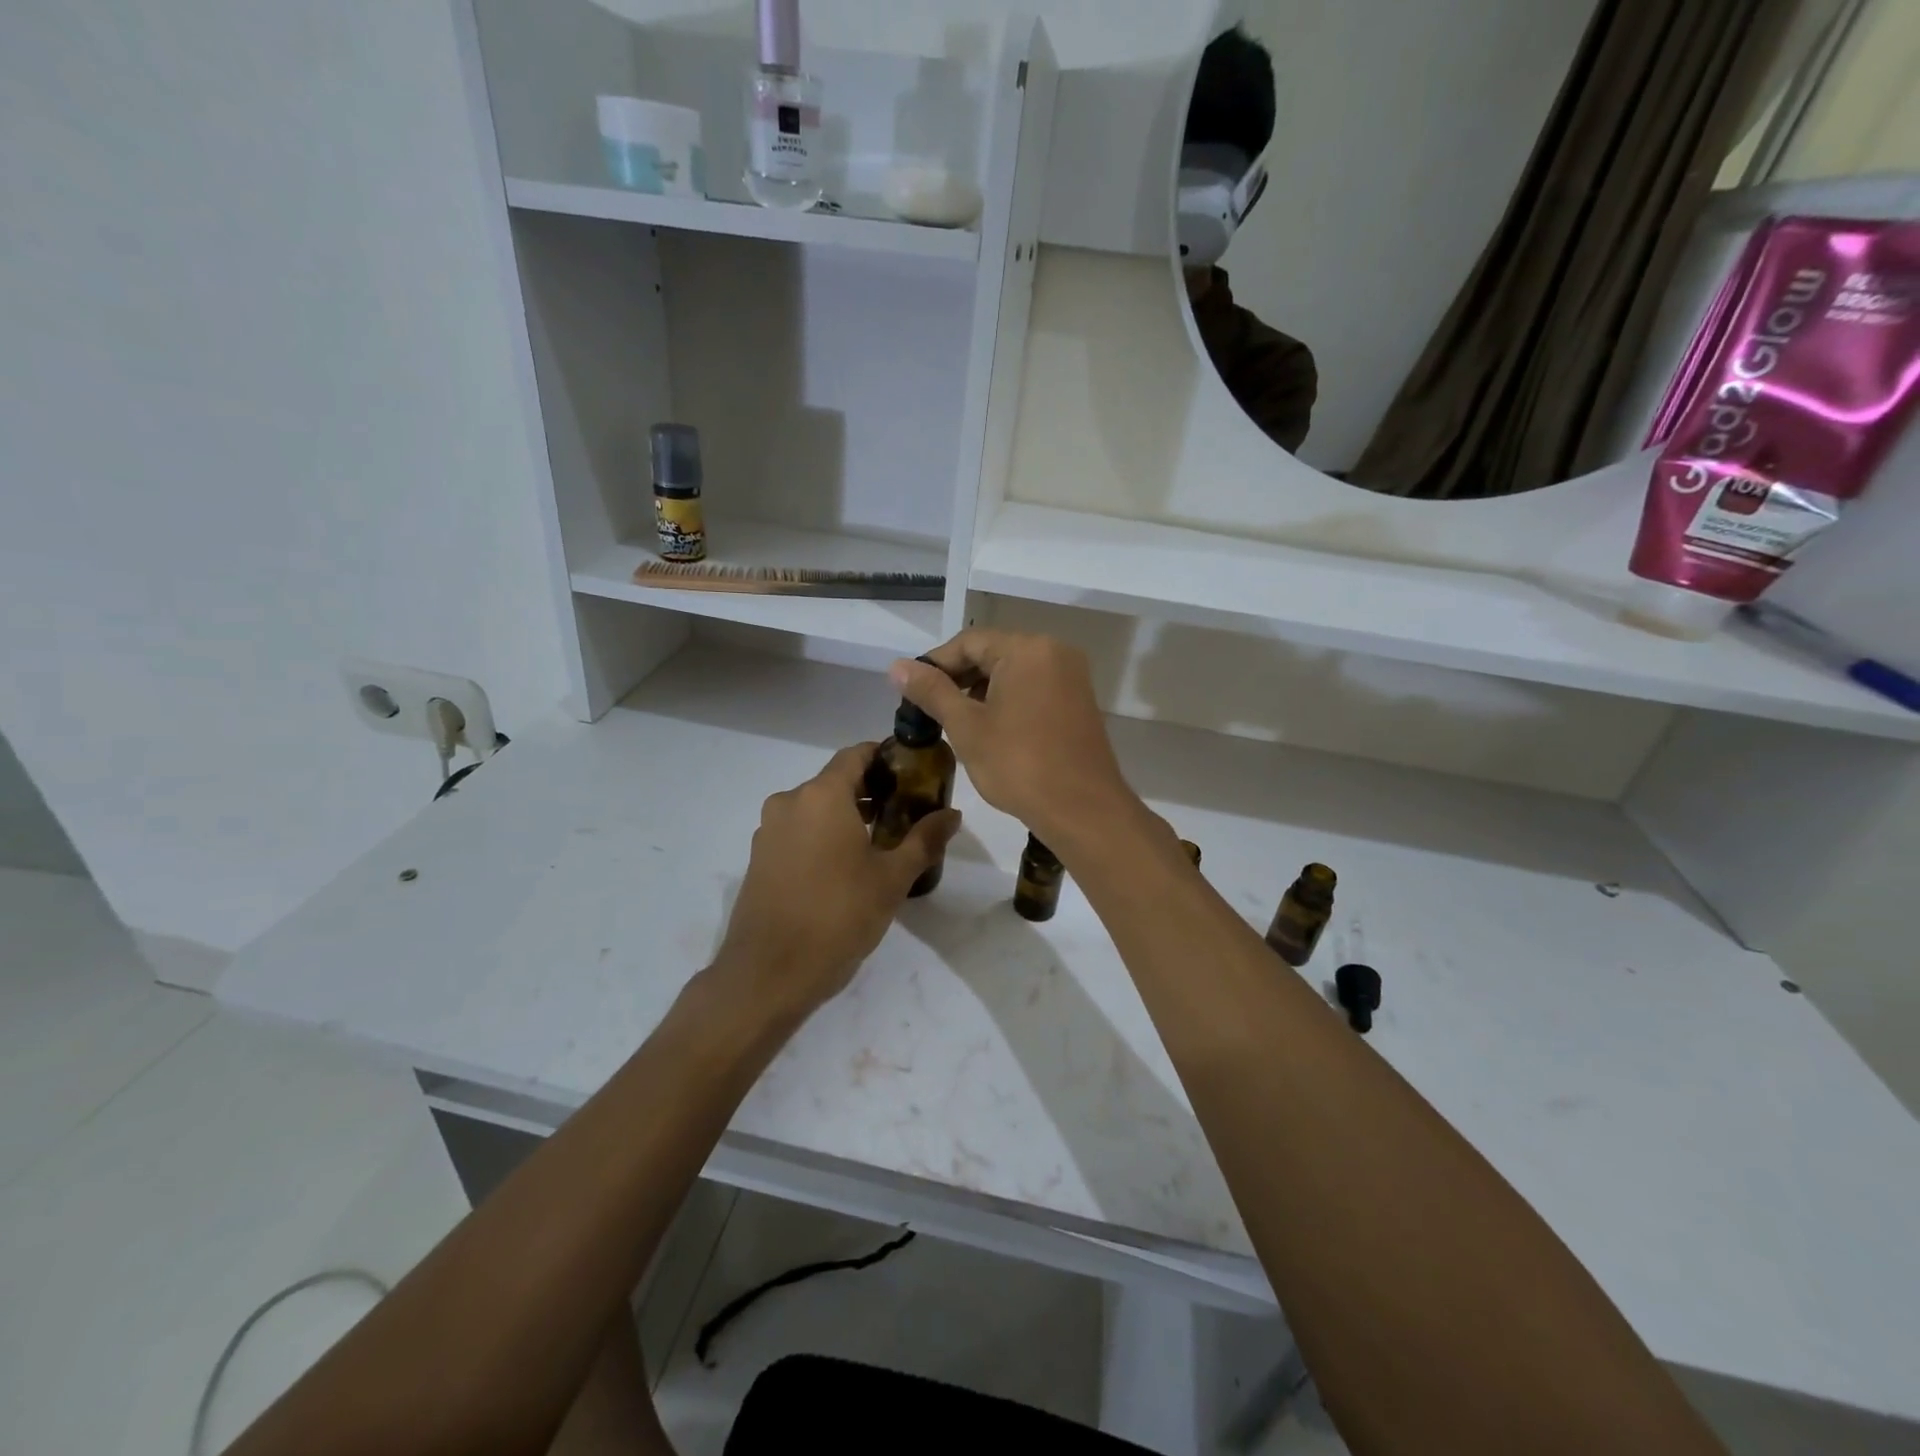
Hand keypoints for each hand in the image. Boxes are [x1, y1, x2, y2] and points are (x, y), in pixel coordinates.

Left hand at [714, 743, 961, 1016]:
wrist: (769, 973)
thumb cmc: (838, 916)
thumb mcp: (892, 879)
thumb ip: (924, 840)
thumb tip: (952, 814)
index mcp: (821, 795)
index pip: (855, 755)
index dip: (884, 757)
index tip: (911, 772)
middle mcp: (789, 802)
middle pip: (835, 781)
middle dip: (870, 790)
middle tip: (905, 811)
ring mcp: (769, 831)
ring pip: (814, 809)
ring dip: (846, 815)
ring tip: (880, 842)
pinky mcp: (759, 859)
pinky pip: (797, 832)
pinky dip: (822, 836)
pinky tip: (845, 867)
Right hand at [890, 631, 1139, 850]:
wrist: (1083, 810)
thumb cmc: (1020, 765)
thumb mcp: (967, 727)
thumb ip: (932, 691)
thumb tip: (897, 667)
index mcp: (1028, 649)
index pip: (969, 642)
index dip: (935, 664)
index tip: (911, 692)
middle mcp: (1055, 652)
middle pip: (993, 653)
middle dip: (958, 678)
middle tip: (929, 710)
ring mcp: (1071, 677)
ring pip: (1013, 673)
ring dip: (981, 692)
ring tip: (954, 722)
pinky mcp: (1078, 702)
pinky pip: (1033, 688)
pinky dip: (1007, 701)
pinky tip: (989, 729)